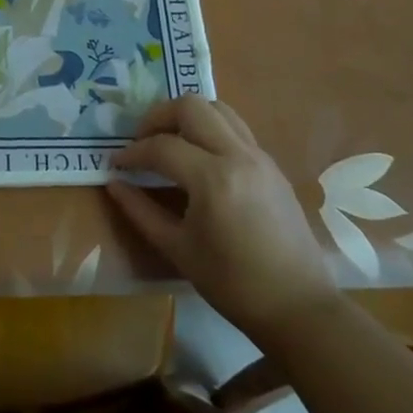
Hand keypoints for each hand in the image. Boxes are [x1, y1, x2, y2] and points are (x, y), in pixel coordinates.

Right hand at [106, 95, 337, 344]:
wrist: (298, 306)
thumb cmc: (232, 283)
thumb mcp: (177, 248)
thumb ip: (140, 211)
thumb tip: (114, 183)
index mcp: (213, 179)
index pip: (161, 146)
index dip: (132, 152)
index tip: (116, 164)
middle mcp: (238, 156)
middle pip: (191, 107)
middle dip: (158, 117)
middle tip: (142, 141)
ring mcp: (259, 156)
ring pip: (218, 109)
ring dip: (187, 117)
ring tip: (169, 142)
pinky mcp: (272, 165)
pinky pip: (235, 128)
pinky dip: (209, 130)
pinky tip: (197, 159)